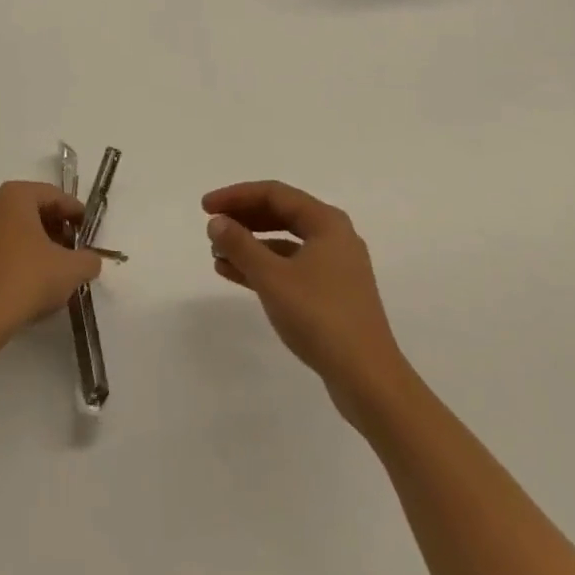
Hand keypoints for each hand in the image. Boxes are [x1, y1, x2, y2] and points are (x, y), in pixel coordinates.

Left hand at [0, 181, 102, 339]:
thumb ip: (88, 259)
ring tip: (54, 266)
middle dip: (54, 226)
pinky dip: (16, 255)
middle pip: (30, 209)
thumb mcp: (71, 269)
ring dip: (35, 242)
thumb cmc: (28, 279)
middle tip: (72, 247)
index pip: (52, 195)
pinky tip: (29, 280)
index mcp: (14, 196)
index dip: (74, 211)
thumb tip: (90, 260)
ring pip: (12, 228)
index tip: (88, 229)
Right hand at [205, 181, 409, 420]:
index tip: (205, 207)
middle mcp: (333, 237)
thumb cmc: (320, 317)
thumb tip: (216, 221)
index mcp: (326, 222)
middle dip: (243, 219)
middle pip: (280, 214)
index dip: (236, 196)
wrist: (368, 380)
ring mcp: (335, 267)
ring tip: (216, 253)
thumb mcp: (272, 277)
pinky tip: (234, 274)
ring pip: (284, 242)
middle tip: (211, 226)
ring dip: (250, 245)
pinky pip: (290, 267)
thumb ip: (241, 245)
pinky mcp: (331, 294)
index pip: (274, 193)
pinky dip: (263, 267)